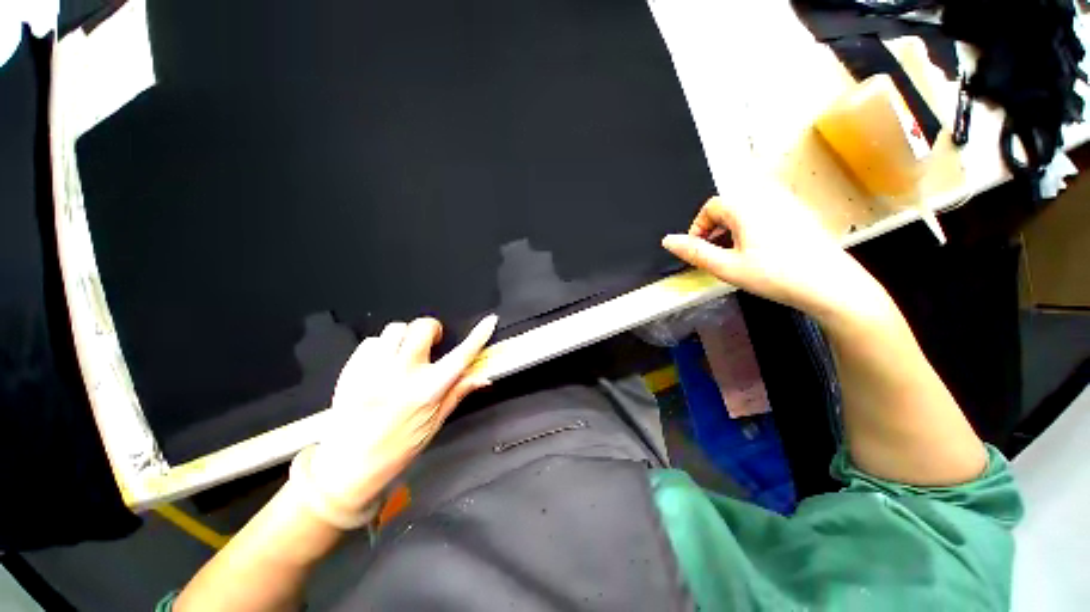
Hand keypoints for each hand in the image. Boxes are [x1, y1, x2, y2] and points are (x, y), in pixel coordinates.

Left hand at [307, 315, 497, 514]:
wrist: (345, 467)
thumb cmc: (396, 449)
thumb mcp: (434, 424)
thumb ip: (457, 393)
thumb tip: (482, 377)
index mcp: (426, 391)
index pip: (460, 356)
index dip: (478, 336)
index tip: (489, 321)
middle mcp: (401, 375)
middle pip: (422, 328)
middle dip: (432, 329)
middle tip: (432, 343)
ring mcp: (373, 370)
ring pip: (395, 329)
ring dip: (405, 338)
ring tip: (404, 355)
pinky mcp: (351, 370)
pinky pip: (371, 341)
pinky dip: (382, 347)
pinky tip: (382, 364)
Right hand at [662, 186, 891, 324]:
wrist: (833, 286)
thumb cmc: (776, 276)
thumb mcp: (727, 267)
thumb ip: (694, 252)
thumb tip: (667, 240)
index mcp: (747, 206)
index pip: (711, 207)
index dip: (698, 228)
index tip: (698, 250)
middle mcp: (767, 198)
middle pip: (729, 207)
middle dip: (715, 230)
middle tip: (715, 256)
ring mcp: (788, 205)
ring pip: (747, 212)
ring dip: (732, 231)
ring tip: (735, 256)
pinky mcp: (801, 216)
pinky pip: (766, 215)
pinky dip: (752, 230)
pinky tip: (760, 253)